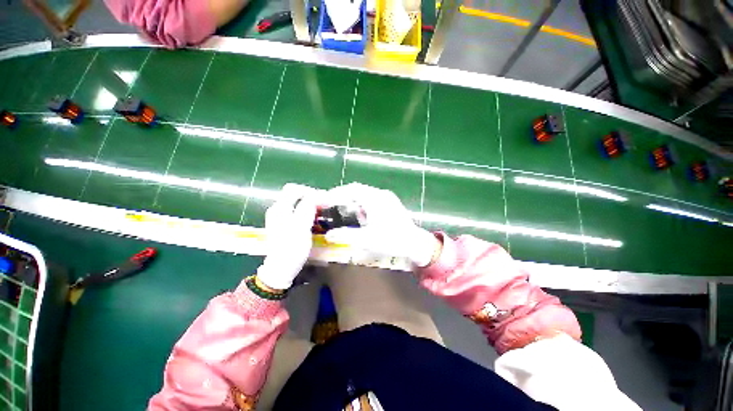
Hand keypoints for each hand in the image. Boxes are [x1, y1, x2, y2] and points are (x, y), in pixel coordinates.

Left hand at [256, 184, 319, 289]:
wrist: (281, 268)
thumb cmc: (292, 247)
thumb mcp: (302, 226)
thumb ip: (307, 208)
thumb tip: (316, 195)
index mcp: (280, 208)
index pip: (294, 190)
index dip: (311, 192)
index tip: (324, 199)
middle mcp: (278, 210)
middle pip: (296, 195)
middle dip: (312, 197)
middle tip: (325, 204)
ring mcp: (280, 217)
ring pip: (297, 203)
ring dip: (311, 204)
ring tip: (323, 211)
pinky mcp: (284, 224)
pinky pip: (297, 211)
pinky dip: (308, 211)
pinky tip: (315, 218)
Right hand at [324, 183, 441, 266]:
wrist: (415, 244)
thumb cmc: (392, 240)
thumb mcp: (367, 239)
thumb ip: (346, 236)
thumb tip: (328, 235)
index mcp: (375, 199)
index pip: (352, 189)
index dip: (337, 193)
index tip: (326, 199)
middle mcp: (381, 195)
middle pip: (358, 190)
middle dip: (344, 197)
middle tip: (332, 206)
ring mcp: (387, 199)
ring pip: (365, 195)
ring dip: (354, 202)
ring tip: (346, 213)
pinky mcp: (390, 204)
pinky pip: (372, 200)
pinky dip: (363, 206)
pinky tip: (363, 218)